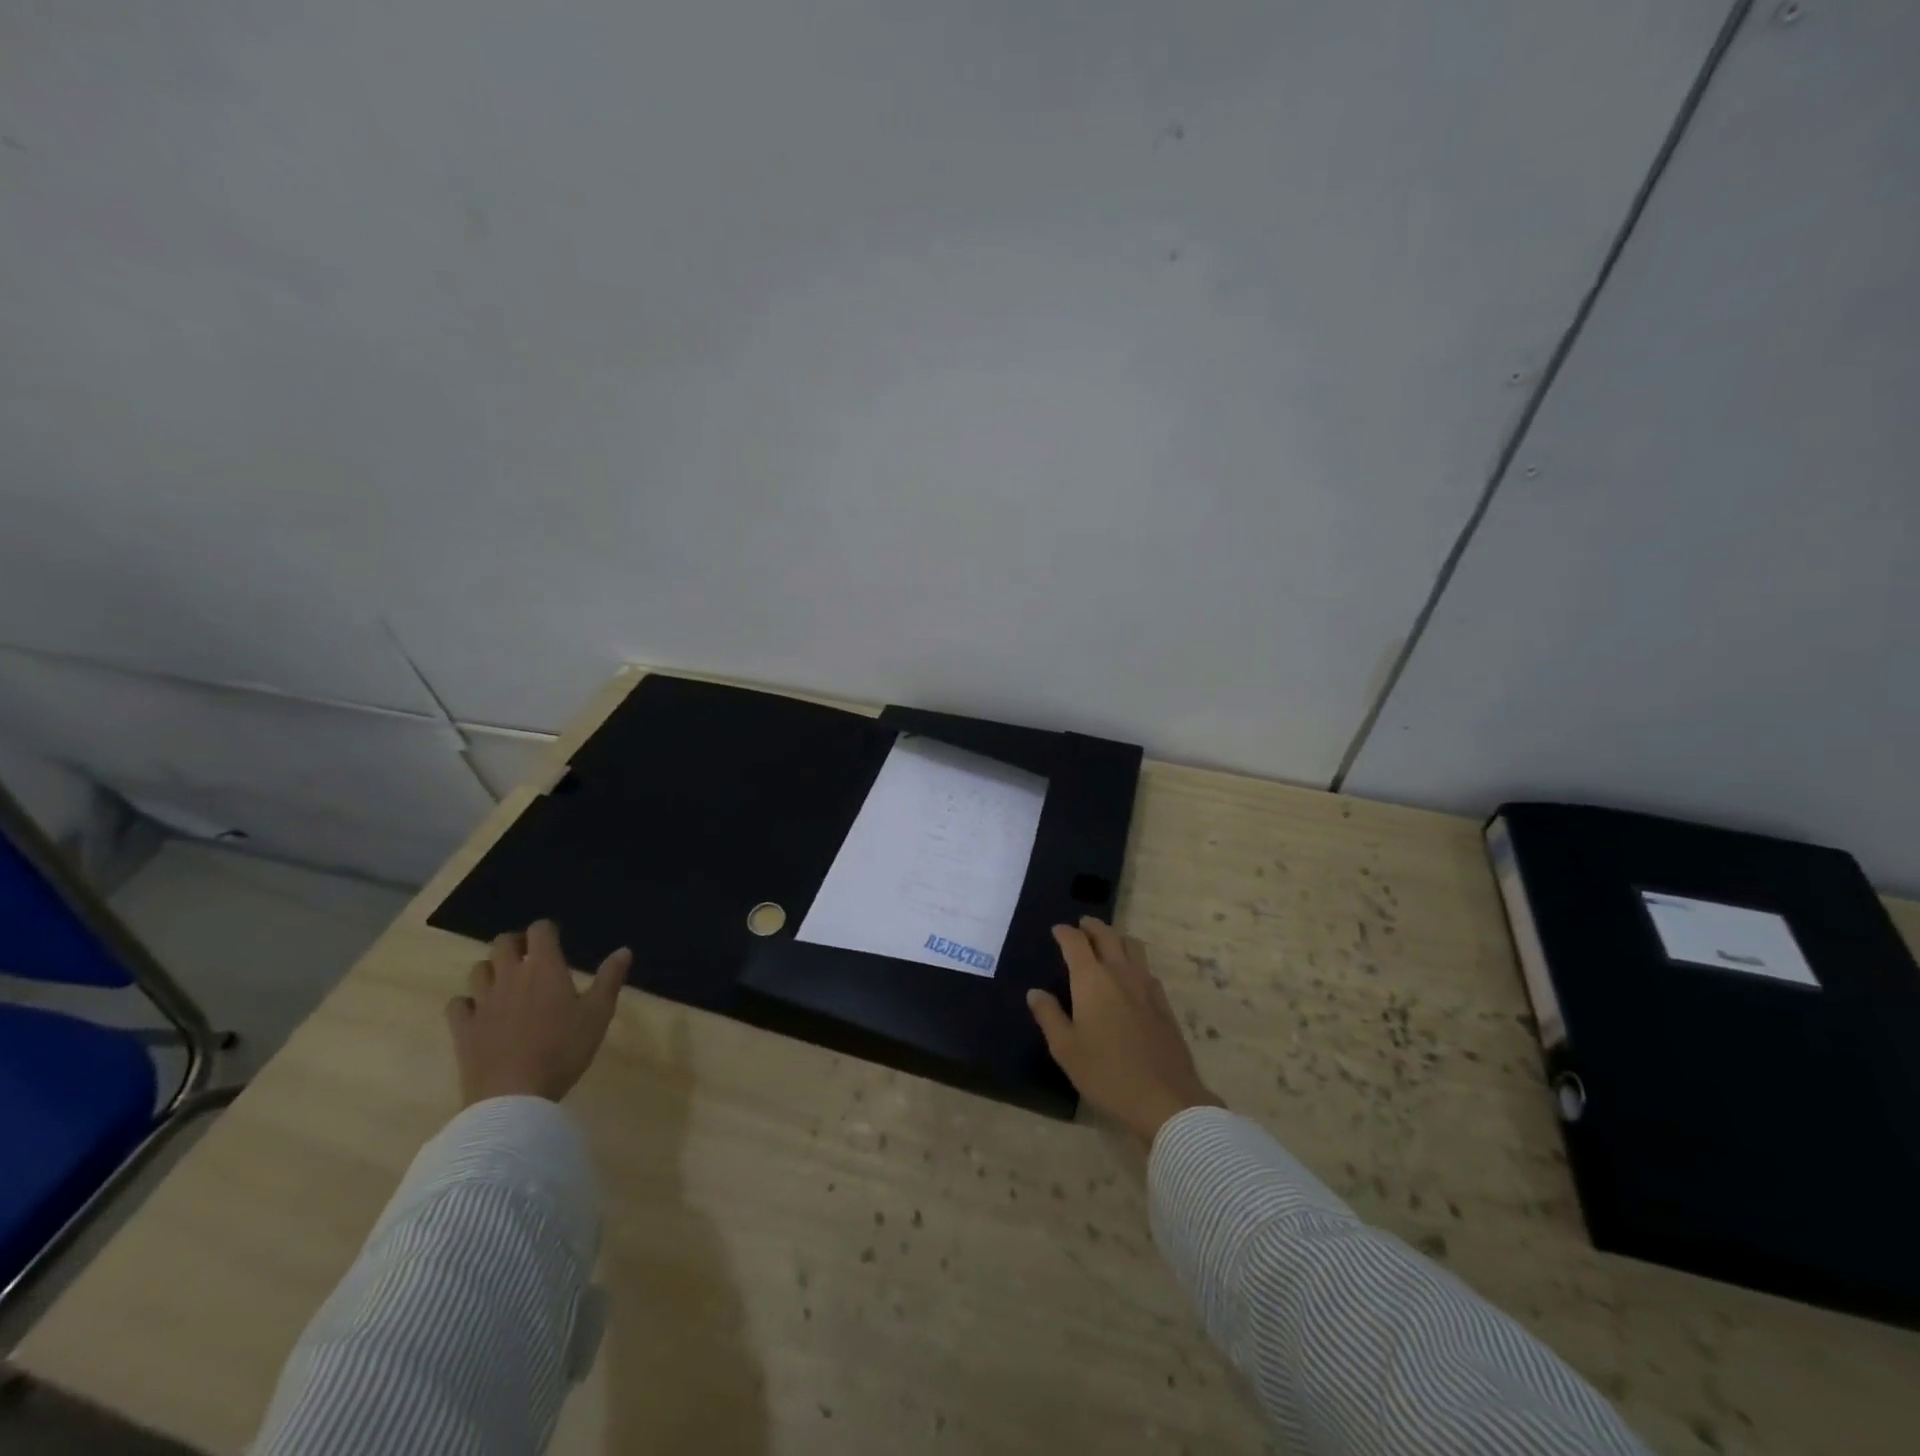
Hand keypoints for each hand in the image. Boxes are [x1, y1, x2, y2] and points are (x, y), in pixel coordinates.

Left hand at [445, 920, 632, 1105]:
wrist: (514, 1095)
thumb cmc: (563, 1049)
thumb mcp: (598, 1013)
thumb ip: (610, 978)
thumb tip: (624, 950)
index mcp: (544, 968)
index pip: (539, 930)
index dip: (547, 929)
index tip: (556, 939)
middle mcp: (510, 977)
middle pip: (502, 943)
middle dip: (515, 943)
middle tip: (529, 957)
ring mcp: (482, 1003)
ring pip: (478, 970)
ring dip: (492, 969)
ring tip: (506, 982)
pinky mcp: (463, 1029)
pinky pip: (457, 1004)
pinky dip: (467, 1002)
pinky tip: (479, 1012)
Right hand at [1027, 917, 1223, 1144]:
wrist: (1164, 1098)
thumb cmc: (1106, 1073)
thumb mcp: (1066, 1049)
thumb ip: (1049, 1016)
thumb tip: (1035, 992)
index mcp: (1092, 980)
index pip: (1076, 942)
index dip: (1065, 933)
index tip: (1057, 930)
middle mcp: (1120, 973)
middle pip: (1107, 935)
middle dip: (1092, 926)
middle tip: (1082, 925)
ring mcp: (1146, 986)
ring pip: (1132, 947)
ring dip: (1116, 938)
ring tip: (1107, 943)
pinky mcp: (1163, 1003)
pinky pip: (1146, 968)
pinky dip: (1134, 961)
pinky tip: (1131, 976)